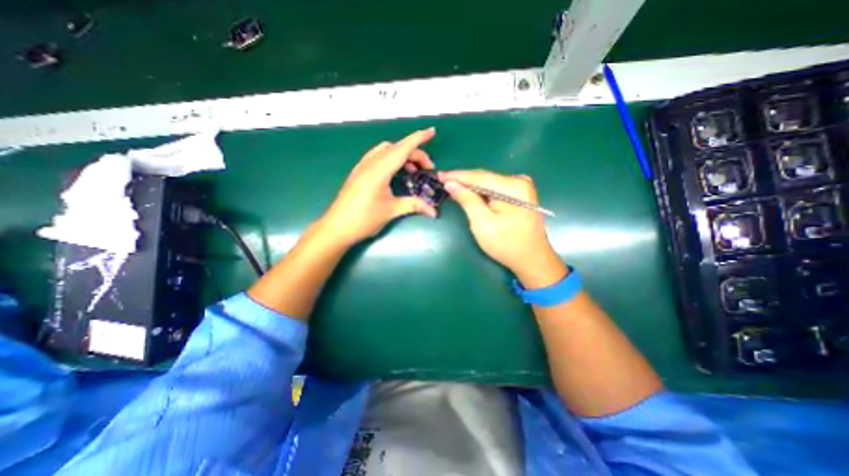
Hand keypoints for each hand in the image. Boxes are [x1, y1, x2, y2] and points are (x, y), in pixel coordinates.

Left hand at [320, 126, 436, 244]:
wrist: (337, 228)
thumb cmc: (364, 219)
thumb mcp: (391, 211)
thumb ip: (414, 205)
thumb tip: (433, 212)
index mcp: (379, 170)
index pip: (402, 148)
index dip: (418, 139)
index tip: (432, 131)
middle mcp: (370, 163)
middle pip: (396, 148)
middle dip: (414, 153)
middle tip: (427, 168)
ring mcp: (362, 167)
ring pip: (385, 150)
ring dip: (401, 155)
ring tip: (412, 170)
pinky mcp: (358, 173)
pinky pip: (377, 157)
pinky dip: (390, 159)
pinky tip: (395, 173)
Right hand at [438, 168, 561, 285]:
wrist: (531, 259)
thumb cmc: (506, 244)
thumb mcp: (482, 223)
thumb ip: (467, 200)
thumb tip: (451, 184)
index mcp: (512, 186)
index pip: (479, 176)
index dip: (457, 176)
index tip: (439, 175)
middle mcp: (519, 181)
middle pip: (484, 177)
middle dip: (463, 180)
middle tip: (443, 181)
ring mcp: (521, 188)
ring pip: (489, 183)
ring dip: (471, 186)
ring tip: (452, 186)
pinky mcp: (520, 195)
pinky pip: (495, 189)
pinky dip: (481, 192)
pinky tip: (469, 193)